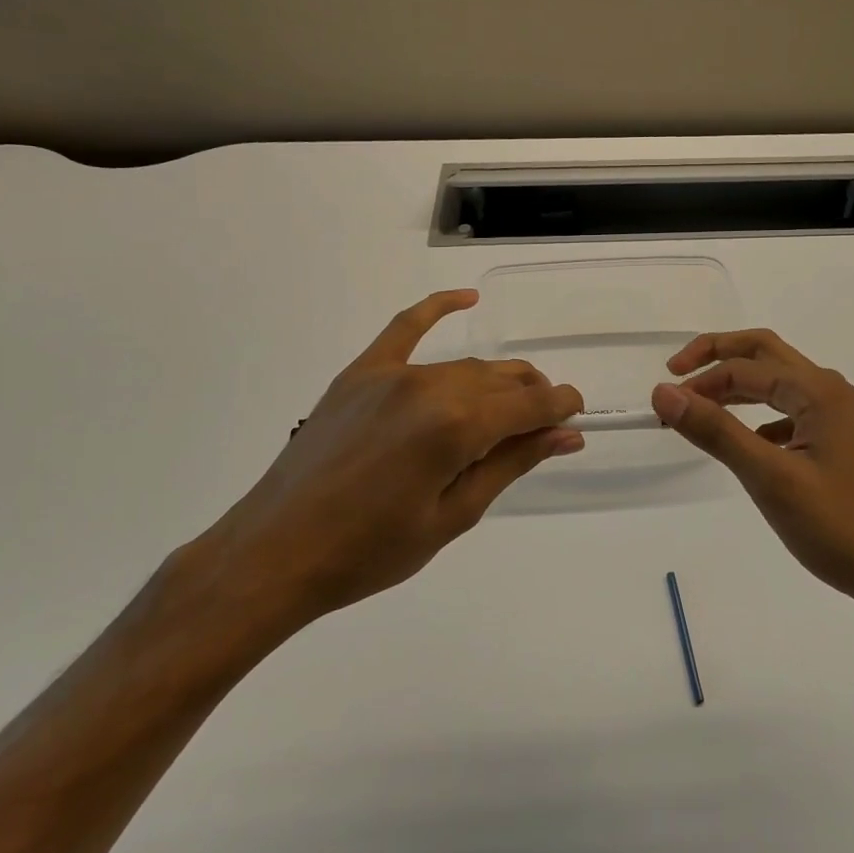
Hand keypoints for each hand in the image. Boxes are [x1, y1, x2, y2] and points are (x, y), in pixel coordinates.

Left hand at [200, 290, 583, 633]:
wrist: (276, 553)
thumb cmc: (371, 551)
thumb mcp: (454, 515)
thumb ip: (512, 464)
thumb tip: (566, 435)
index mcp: (457, 427)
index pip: (530, 404)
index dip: (561, 407)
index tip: (577, 415)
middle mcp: (430, 387)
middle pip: (502, 379)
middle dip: (533, 396)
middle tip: (541, 425)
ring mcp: (392, 374)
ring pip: (465, 366)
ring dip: (496, 381)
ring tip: (507, 406)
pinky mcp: (361, 373)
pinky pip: (405, 327)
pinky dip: (438, 308)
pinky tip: (468, 299)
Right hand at [651, 329, 853, 613]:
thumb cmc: (840, 526)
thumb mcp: (770, 479)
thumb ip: (716, 431)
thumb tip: (664, 392)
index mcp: (817, 391)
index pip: (744, 369)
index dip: (699, 382)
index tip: (662, 407)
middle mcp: (828, 391)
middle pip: (763, 353)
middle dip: (717, 356)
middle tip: (675, 373)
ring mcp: (837, 415)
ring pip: (777, 382)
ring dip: (736, 385)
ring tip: (699, 407)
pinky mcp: (837, 441)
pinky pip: (789, 411)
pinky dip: (758, 414)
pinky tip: (745, 442)